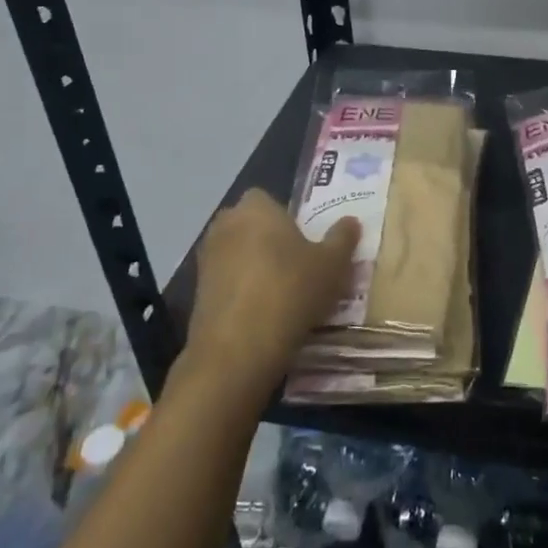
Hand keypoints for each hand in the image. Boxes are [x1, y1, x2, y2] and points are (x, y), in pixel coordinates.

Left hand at [181, 189, 357, 401]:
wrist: (237, 349)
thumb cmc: (290, 291)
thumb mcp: (332, 265)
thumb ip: (342, 239)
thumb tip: (351, 221)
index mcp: (256, 208)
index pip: (267, 198)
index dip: (284, 216)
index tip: (302, 239)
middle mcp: (226, 225)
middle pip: (249, 225)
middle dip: (266, 239)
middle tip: (295, 264)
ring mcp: (206, 259)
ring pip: (235, 253)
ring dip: (252, 266)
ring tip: (280, 293)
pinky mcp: (196, 293)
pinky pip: (225, 282)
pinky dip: (240, 292)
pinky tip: (261, 314)